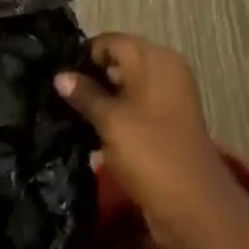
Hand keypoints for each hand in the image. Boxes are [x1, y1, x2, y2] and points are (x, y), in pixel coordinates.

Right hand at [55, 34, 243, 248]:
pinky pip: (132, 111)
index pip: (111, 42)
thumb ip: (85, 94)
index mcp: (156, 59)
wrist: (193, 206)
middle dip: (89, 78)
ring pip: (124, 89)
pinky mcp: (164, 126)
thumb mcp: (111, 120)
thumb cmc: (150, 152)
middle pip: (118, 63)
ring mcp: (166, 100)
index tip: (55, 76)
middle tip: (55, 97)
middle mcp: (164, 71)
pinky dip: (113, 119)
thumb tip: (60, 75)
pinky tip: (88, 133)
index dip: (83, 56)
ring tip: (65, 115)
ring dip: (99, 101)